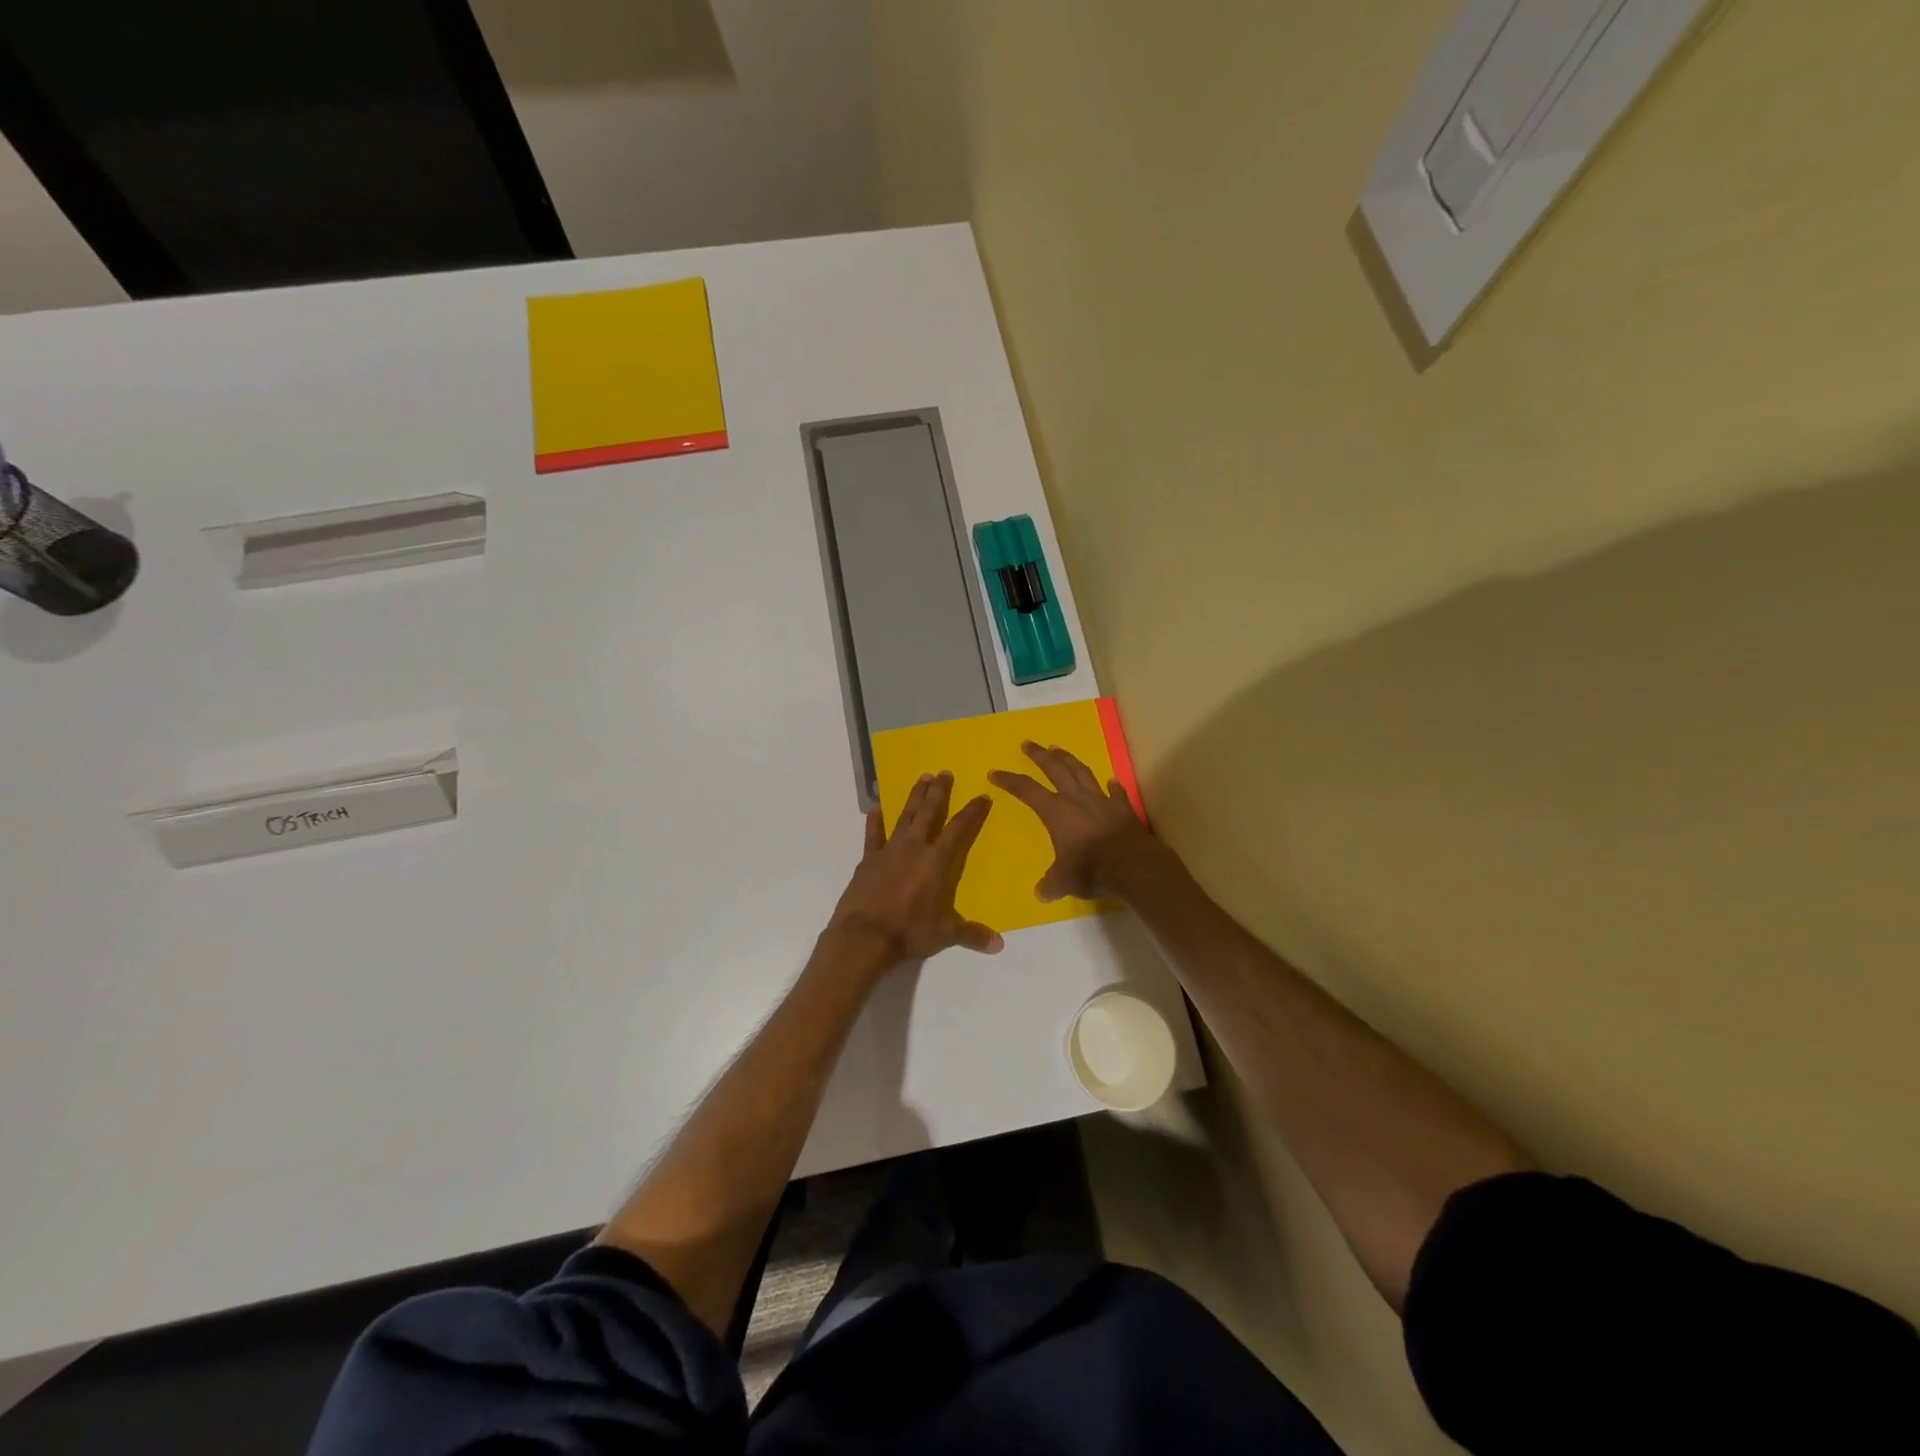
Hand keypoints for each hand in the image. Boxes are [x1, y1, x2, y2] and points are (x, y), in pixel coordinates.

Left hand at [824, 771, 1001, 976]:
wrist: (864, 936)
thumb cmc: (908, 932)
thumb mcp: (944, 934)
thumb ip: (971, 935)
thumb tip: (999, 945)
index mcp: (936, 861)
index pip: (958, 829)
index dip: (972, 812)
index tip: (982, 796)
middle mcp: (914, 848)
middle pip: (929, 813)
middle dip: (939, 792)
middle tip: (944, 772)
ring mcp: (888, 851)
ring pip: (905, 816)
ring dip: (914, 797)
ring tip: (922, 778)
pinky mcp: (868, 859)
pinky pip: (873, 834)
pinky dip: (875, 821)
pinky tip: (875, 808)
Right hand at [989, 742, 1164, 902]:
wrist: (1133, 866)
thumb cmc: (1091, 869)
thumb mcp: (1064, 881)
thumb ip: (1051, 884)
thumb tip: (1042, 893)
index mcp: (1056, 812)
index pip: (1027, 790)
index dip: (1010, 781)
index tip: (995, 773)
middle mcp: (1077, 799)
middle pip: (1055, 769)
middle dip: (1039, 756)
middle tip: (1028, 744)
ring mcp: (1102, 801)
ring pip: (1083, 773)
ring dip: (1069, 760)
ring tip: (1059, 749)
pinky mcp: (1123, 809)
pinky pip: (1116, 793)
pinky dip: (1113, 786)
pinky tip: (1111, 780)